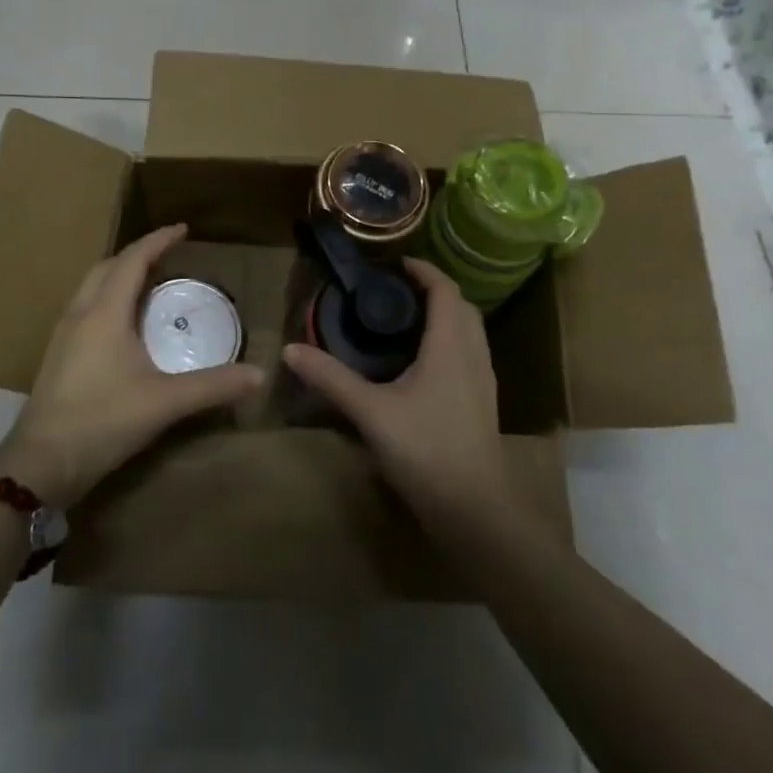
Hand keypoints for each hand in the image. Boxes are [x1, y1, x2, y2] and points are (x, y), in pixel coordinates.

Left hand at [0, 225, 261, 507]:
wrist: (40, 463)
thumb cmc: (102, 421)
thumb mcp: (165, 402)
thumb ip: (213, 386)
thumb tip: (259, 376)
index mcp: (104, 313)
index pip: (132, 260)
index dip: (158, 241)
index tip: (183, 229)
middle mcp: (80, 315)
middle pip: (107, 267)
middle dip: (137, 255)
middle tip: (167, 257)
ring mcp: (63, 336)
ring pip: (91, 288)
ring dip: (118, 276)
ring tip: (148, 285)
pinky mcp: (57, 356)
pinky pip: (85, 309)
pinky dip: (107, 300)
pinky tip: (123, 326)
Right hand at [281, 258, 511, 529]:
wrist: (475, 509)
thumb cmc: (425, 450)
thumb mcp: (371, 412)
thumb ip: (331, 379)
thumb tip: (290, 349)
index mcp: (450, 345)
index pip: (445, 289)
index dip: (423, 270)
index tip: (394, 263)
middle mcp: (472, 355)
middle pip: (461, 306)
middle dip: (433, 290)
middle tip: (395, 292)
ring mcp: (483, 380)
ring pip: (469, 332)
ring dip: (444, 316)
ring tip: (406, 322)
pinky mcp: (482, 403)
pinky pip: (469, 354)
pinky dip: (449, 341)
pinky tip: (422, 364)